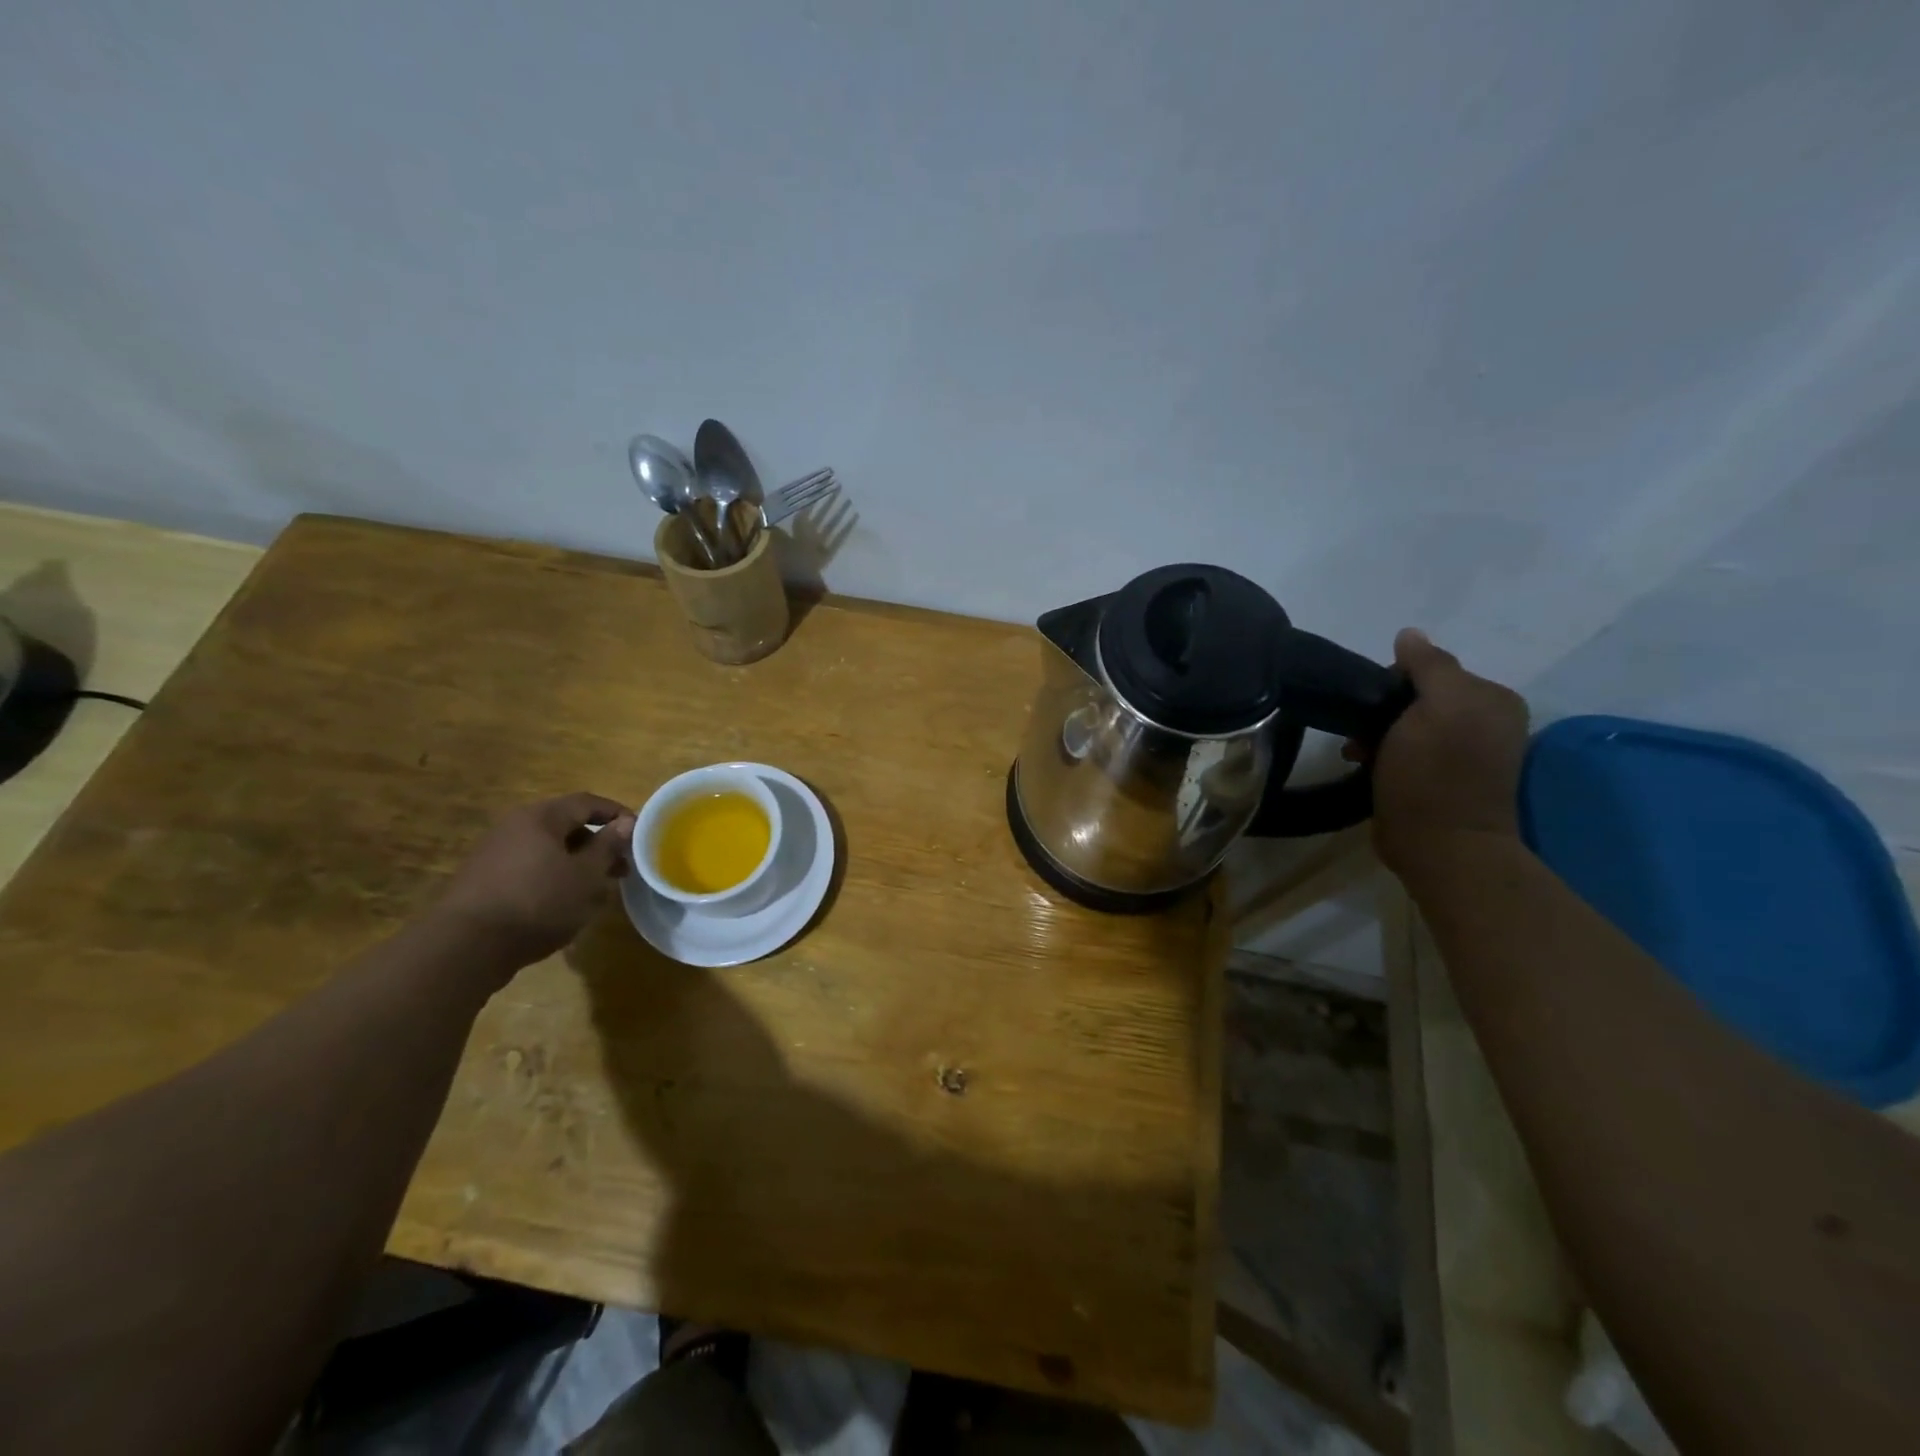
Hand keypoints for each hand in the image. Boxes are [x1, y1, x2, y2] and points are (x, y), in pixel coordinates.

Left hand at [434, 793, 636, 971]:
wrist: (466, 947)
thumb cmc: (538, 902)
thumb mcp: (585, 875)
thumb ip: (608, 846)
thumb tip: (627, 823)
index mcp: (540, 817)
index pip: (587, 802)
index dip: (617, 813)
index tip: (640, 833)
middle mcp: (514, 827)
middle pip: (566, 826)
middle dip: (598, 844)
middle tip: (622, 867)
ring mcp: (494, 854)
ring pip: (548, 850)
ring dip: (576, 864)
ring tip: (597, 889)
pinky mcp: (483, 882)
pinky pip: (529, 869)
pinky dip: (553, 878)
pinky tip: (563, 904)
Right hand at [1366, 629, 1529, 874]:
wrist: (1439, 846)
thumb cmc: (1435, 773)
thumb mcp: (1436, 707)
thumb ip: (1428, 665)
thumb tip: (1409, 634)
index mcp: (1492, 699)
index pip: (1432, 668)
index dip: (1395, 681)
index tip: (1372, 705)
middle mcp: (1485, 722)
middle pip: (1417, 696)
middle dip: (1383, 710)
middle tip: (1361, 733)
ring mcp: (1464, 754)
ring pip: (1406, 724)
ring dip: (1376, 734)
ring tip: (1358, 753)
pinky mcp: (1441, 780)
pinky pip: (1405, 750)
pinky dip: (1382, 754)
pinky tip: (1366, 765)